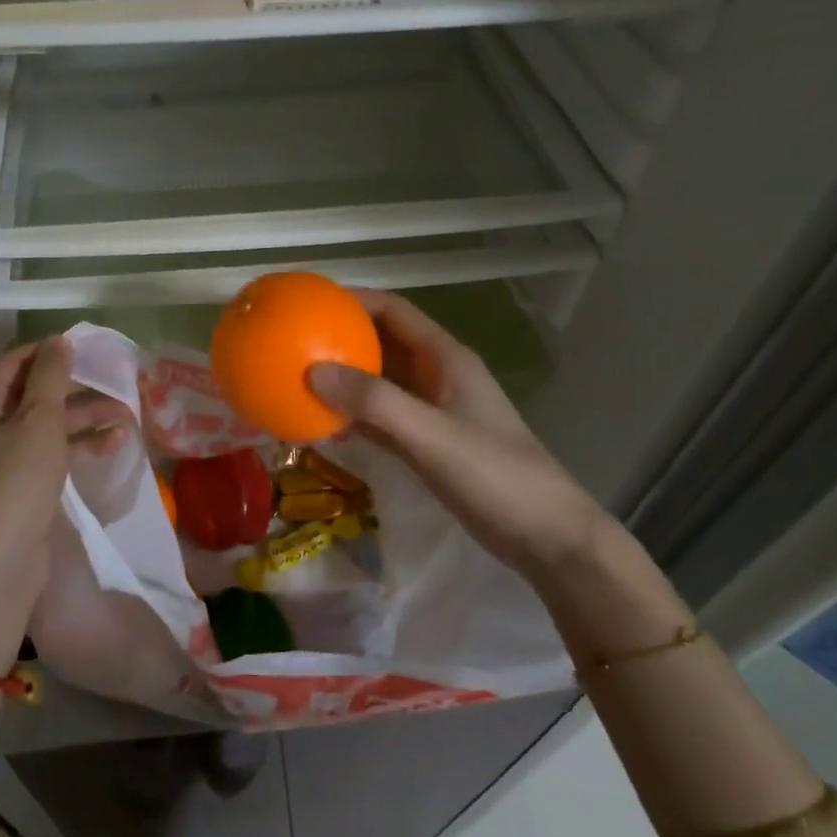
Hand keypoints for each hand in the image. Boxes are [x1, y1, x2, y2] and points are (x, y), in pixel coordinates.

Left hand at [0, 336, 131, 610]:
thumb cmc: (15, 482)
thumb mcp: (38, 421)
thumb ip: (50, 376)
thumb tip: (58, 340)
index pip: (17, 362)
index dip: (53, 352)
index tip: (93, 349)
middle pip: (34, 392)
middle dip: (76, 387)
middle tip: (117, 380)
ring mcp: (2, 457)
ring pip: (48, 424)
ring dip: (85, 417)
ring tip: (127, 412)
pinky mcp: (21, 484)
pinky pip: (52, 453)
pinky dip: (80, 445)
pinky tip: (117, 442)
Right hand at [308, 290, 609, 573]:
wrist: (545, 536)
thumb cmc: (494, 474)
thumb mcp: (431, 435)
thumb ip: (375, 403)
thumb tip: (312, 372)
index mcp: (444, 358)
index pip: (393, 311)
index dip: (353, 300)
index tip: (308, 303)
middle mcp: (435, 375)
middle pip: (381, 342)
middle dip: (340, 338)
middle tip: (291, 342)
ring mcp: (431, 410)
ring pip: (378, 382)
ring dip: (343, 379)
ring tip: (294, 379)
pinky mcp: (426, 442)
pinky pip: (380, 417)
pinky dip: (352, 415)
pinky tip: (320, 424)